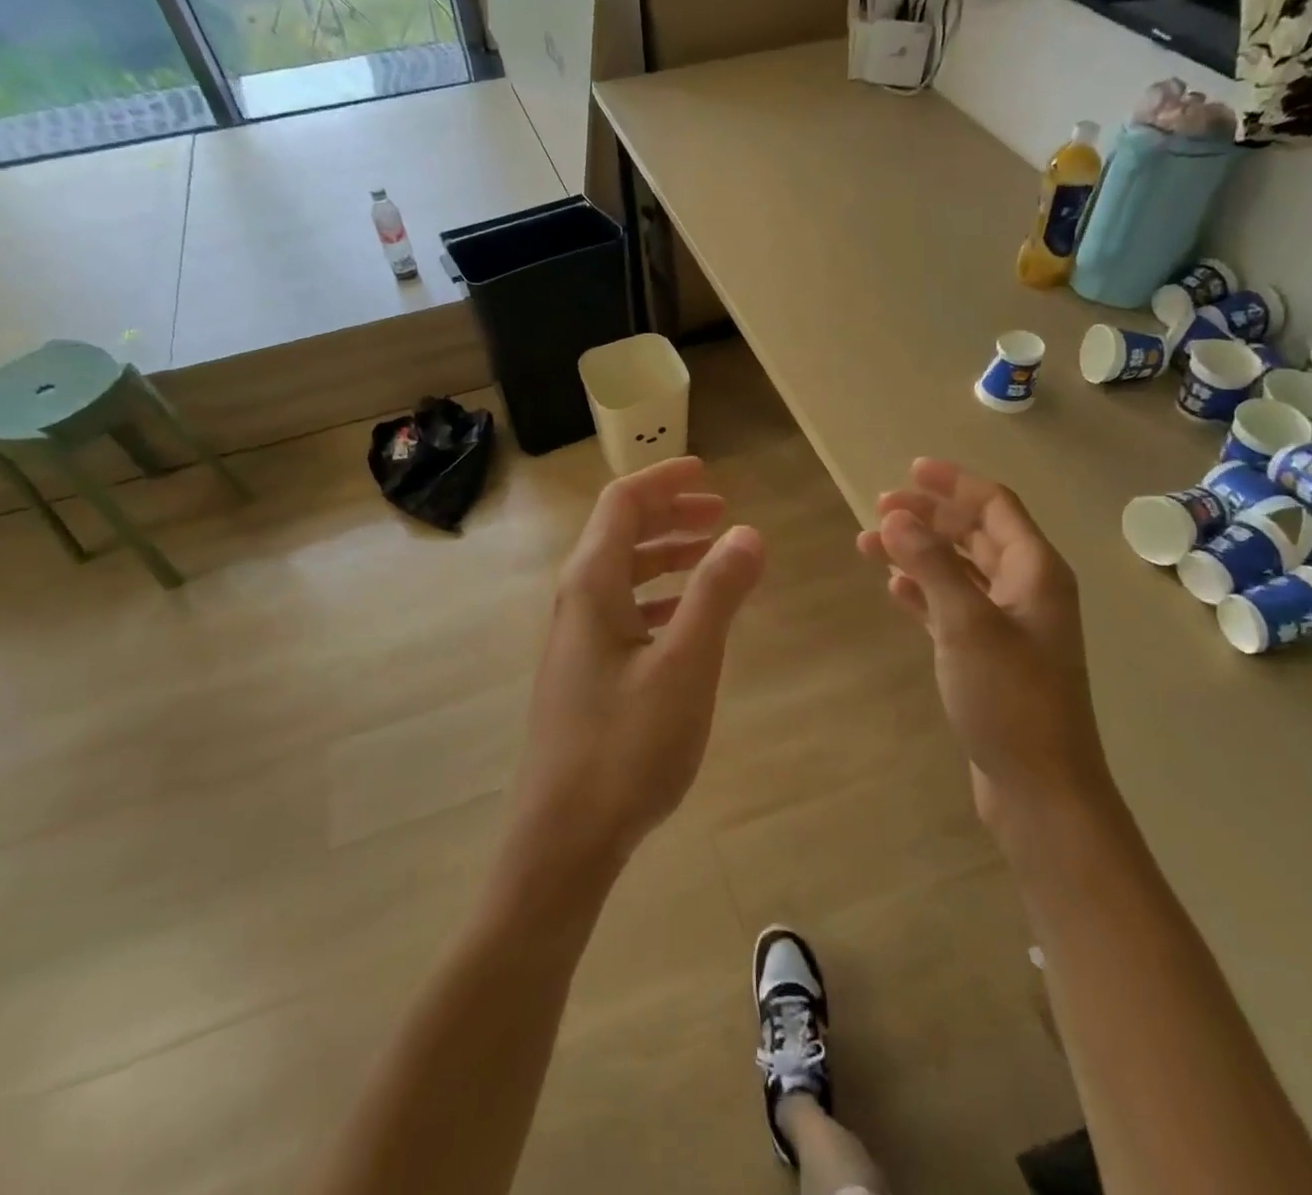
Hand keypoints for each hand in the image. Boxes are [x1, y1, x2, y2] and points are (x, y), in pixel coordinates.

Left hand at [510, 457, 765, 879]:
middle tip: (722, 513)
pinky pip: (623, 611)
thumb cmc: (626, 746)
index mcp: (591, 585)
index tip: (710, 473)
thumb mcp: (685, 665)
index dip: (664, 479)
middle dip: (671, 514)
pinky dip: (659, 597)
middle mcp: (576, 601)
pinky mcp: (584, 672)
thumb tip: (748, 532)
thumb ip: (717, 593)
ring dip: (667, 555)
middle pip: (620, 533)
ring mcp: (576, 639)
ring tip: (715, 557)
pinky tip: (688, 617)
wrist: (564, 838)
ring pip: (623, 574)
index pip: (623, 504)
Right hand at [857, 458, 1108, 831]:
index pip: (995, 506)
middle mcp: (1026, 589)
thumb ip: (932, 565)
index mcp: (1035, 572)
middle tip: (878, 508)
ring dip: (918, 552)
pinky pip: (952, 605)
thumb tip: (896, 518)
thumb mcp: (967, 624)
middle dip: (928, 516)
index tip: (910, 469)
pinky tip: (894, 587)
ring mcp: (1008, 624)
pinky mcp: (988, 655)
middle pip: (975, 534)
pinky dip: (923, 590)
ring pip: (959, 570)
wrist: (1039, 788)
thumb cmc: (1010, 699)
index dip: (954, 483)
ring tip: (870, 545)